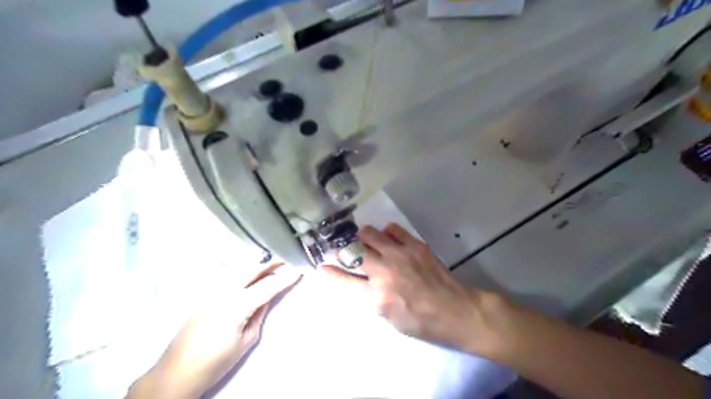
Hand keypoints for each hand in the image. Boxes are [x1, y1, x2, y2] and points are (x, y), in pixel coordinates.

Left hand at [128, 263, 298, 396]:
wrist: (177, 372)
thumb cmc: (215, 362)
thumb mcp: (247, 340)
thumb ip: (259, 313)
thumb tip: (269, 296)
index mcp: (235, 306)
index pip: (266, 286)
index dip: (284, 278)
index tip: (299, 270)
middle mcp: (222, 292)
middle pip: (251, 269)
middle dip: (271, 261)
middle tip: (287, 257)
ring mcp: (209, 290)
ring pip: (237, 266)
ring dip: (256, 261)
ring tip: (271, 259)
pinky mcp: (203, 293)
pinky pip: (224, 272)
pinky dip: (239, 265)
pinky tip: (247, 264)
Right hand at [320, 224, 501, 354]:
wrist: (455, 311)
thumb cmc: (421, 322)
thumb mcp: (389, 318)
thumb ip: (370, 298)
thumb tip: (359, 281)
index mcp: (376, 297)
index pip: (344, 281)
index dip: (330, 273)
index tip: (322, 267)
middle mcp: (384, 272)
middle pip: (353, 251)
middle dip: (345, 250)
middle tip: (347, 251)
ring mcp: (400, 255)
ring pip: (369, 234)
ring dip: (363, 237)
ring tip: (366, 241)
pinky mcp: (415, 245)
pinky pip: (393, 229)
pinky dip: (386, 232)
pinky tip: (389, 238)